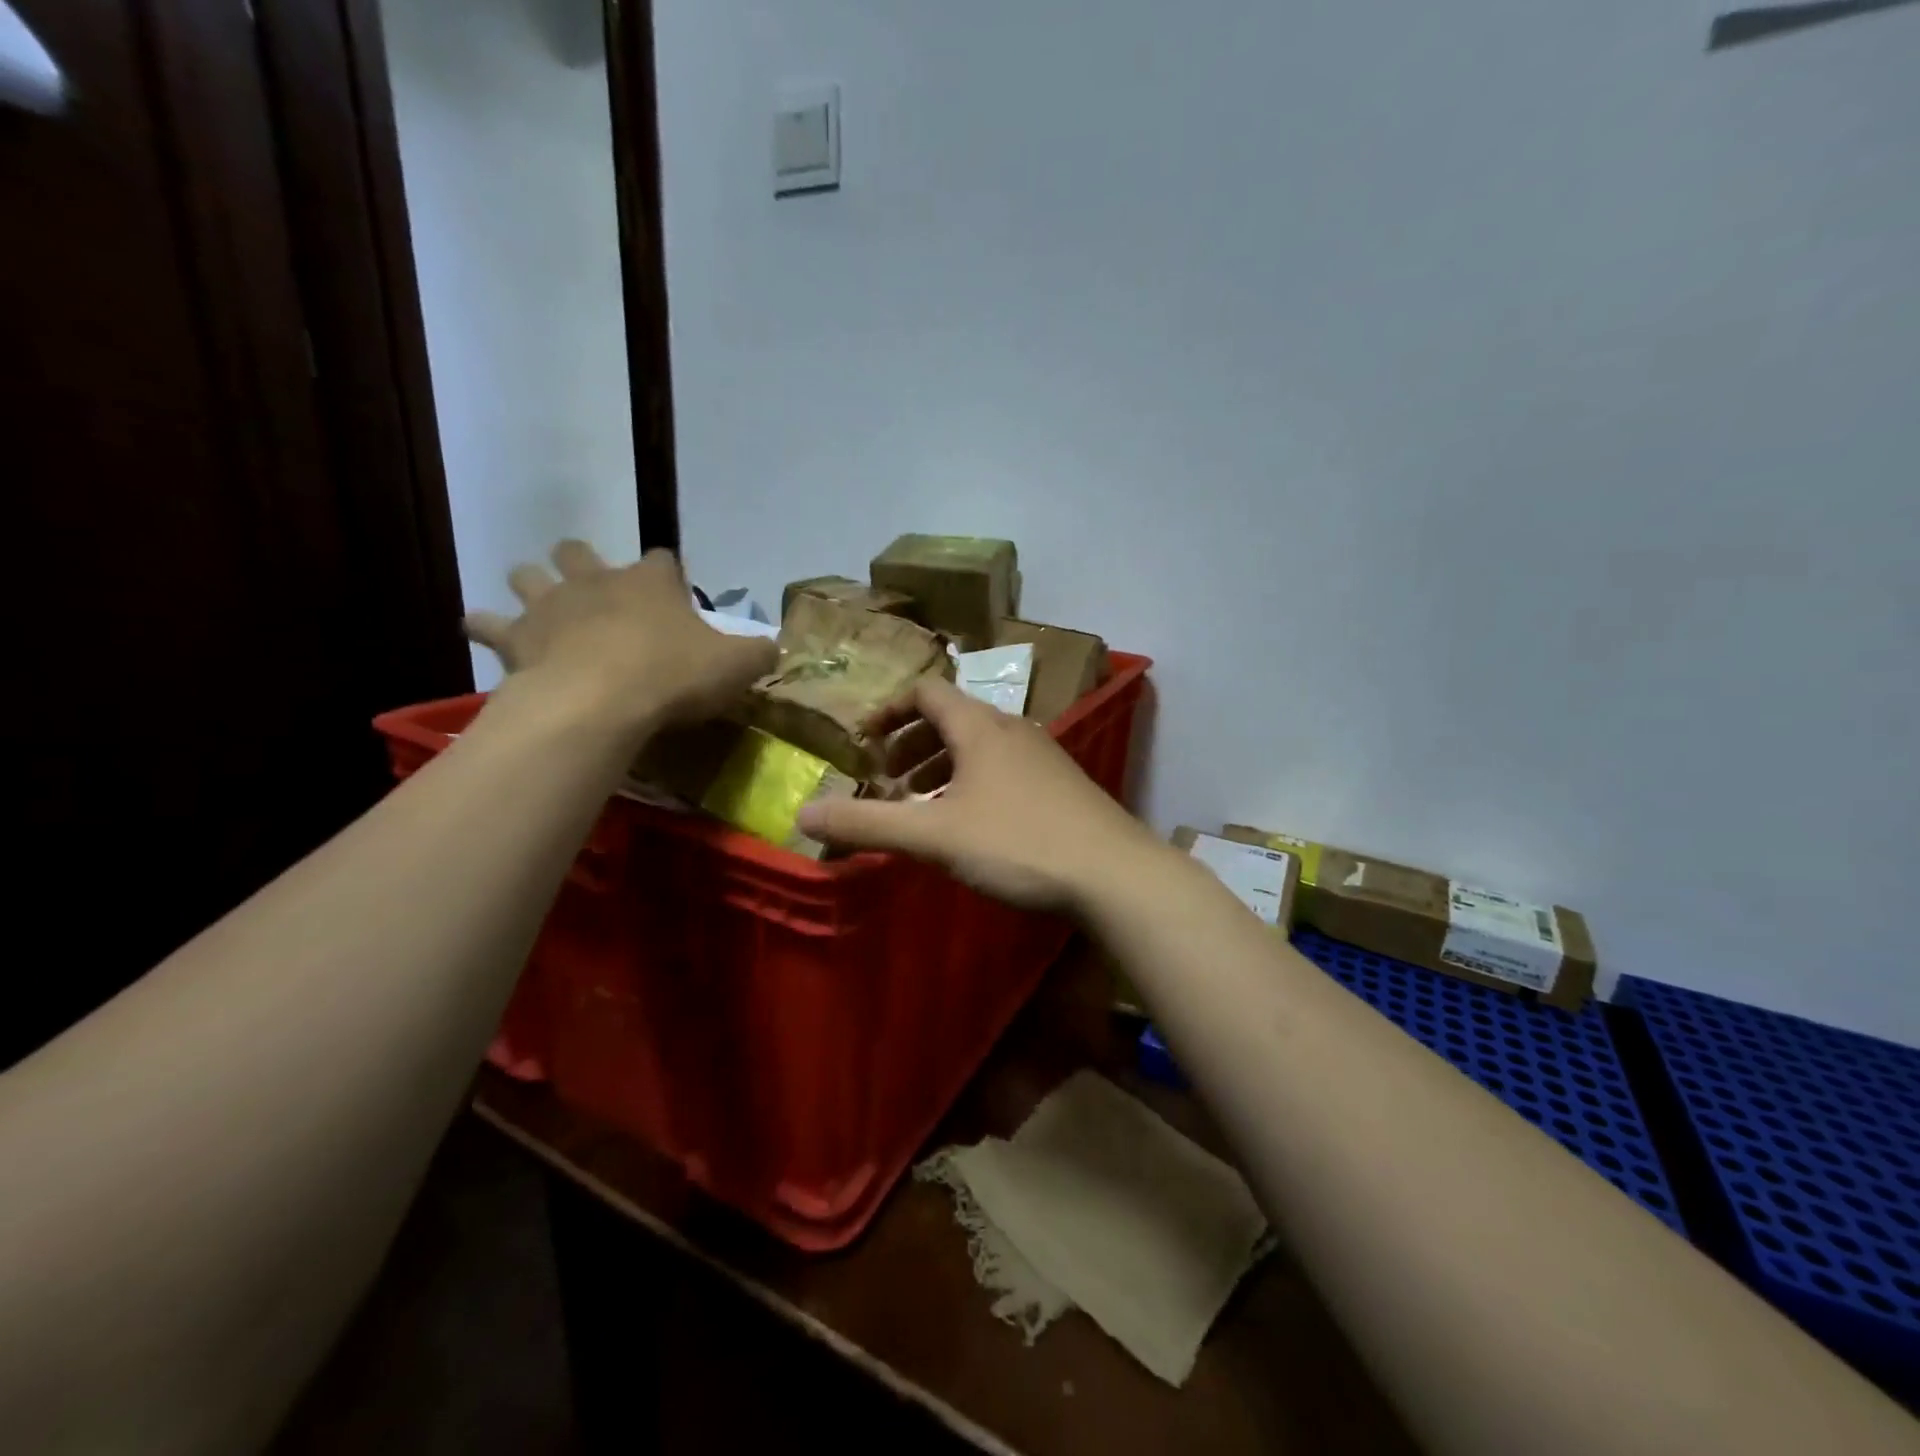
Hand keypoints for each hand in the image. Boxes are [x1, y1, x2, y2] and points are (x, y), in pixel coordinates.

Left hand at [464, 543, 775, 737]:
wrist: (601, 702)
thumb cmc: (674, 676)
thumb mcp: (736, 666)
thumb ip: (758, 653)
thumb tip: (774, 648)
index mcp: (652, 582)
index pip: (662, 560)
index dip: (667, 573)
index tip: (673, 593)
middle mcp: (597, 580)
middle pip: (580, 552)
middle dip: (583, 562)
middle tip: (594, 589)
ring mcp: (551, 604)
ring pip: (528, 575)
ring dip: (532, 584)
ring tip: (540, 606)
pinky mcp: (516, 637)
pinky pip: (486, 622)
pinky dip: (486, 626)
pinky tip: (486, 633)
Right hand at [796, 676, 1162, 912]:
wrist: (1114, 873)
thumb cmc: (1019, 843)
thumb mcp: (935, 836)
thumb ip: (867, 825)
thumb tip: (802, 817)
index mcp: (980, 727)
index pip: (926, 691)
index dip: (889, 709)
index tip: (864, 740)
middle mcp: (1012, 729)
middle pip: (951, 718)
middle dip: (911, 743)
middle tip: (887, 779)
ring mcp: (1042, 755)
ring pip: (979, 746)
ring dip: (942, 765)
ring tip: (920, 803)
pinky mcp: (1061, 784)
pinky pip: (1003, 768)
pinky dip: (972, 782)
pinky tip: (970, 823)